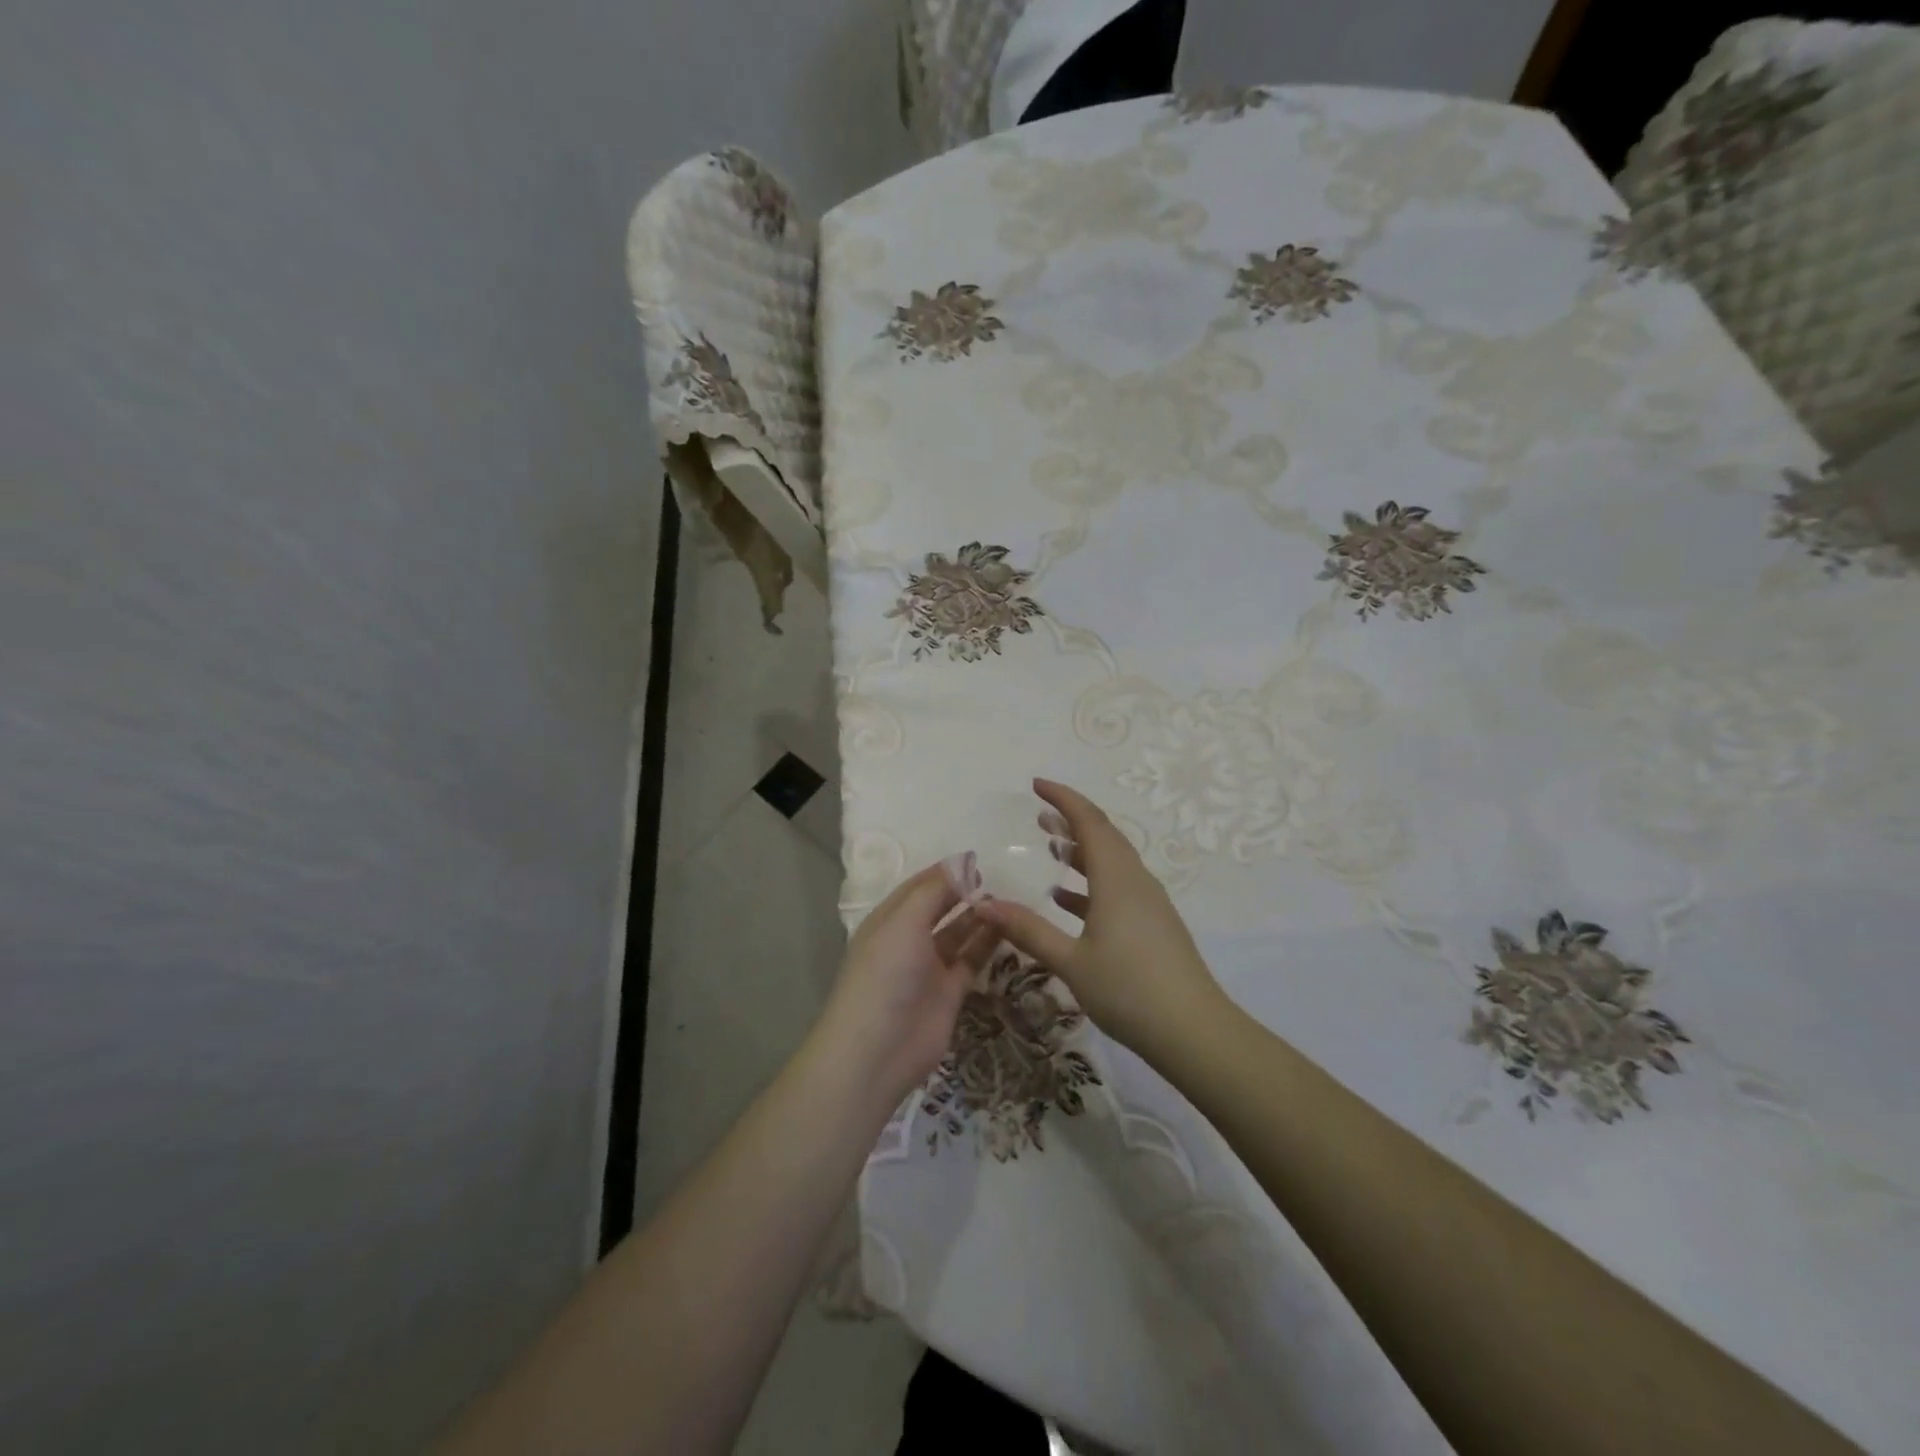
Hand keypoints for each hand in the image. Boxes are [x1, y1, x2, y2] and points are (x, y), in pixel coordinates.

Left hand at [816, 863, 997, 1107]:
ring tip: (1006, 900)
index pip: (919, 887)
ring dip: (978, 917)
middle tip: (995, 879)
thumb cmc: (885, 974)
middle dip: (962, 893)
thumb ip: (935, 890)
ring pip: (957, 934)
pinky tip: (1008, 927)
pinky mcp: (949, 993)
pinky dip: (987, 944)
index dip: (945, 872)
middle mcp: (908, 940)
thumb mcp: (904, 922)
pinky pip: (971, 961)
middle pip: (939, 909)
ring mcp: (929, 968)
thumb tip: (963, 860)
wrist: (877, 1051)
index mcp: (889, 920)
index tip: (978, 860)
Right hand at [977, 779, 1227, 1059]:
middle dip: (1071, 820)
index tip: (1036, 785)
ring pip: (1113, 862)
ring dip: (1082, 850)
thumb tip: (984, 904)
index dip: (1063, 798)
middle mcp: (1136, 881)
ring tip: (1051, 846)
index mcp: (1117, 879)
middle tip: (1039, 814)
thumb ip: (1028, 930)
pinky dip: (1092, 882)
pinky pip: (1119, 887)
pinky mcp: (1154, 924)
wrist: (1194, 1032)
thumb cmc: (1129, 990)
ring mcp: (1149, 903)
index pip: (1090, 821)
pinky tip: (1067, 900)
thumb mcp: (1071, 961)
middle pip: (1104, 836)